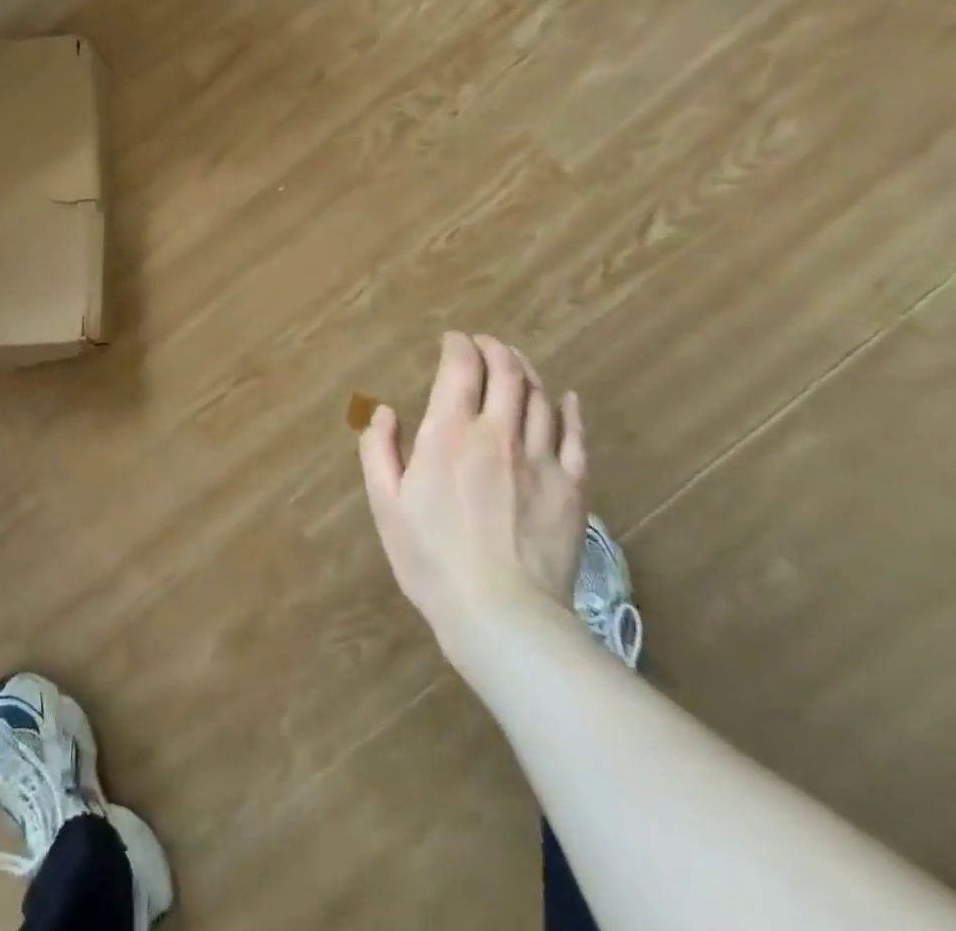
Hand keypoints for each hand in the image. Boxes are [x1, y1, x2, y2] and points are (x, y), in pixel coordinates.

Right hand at [359, 333, 588, 668]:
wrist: (502, 615)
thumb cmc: (432, 559)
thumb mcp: (386, 505)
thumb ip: (379, 450)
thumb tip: (384, 411)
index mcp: (449, 434)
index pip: (461, 368)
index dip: (458, 345)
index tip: (453, 340)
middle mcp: (498, 434)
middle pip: (507, 372)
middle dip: (495, 349)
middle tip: (485, 344)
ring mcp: (542, 459)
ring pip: (540, 397)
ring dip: (527, 371)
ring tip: (516, 364)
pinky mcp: (572, 487)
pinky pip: (576, 437)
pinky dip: (570, 410)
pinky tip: (566, 399)